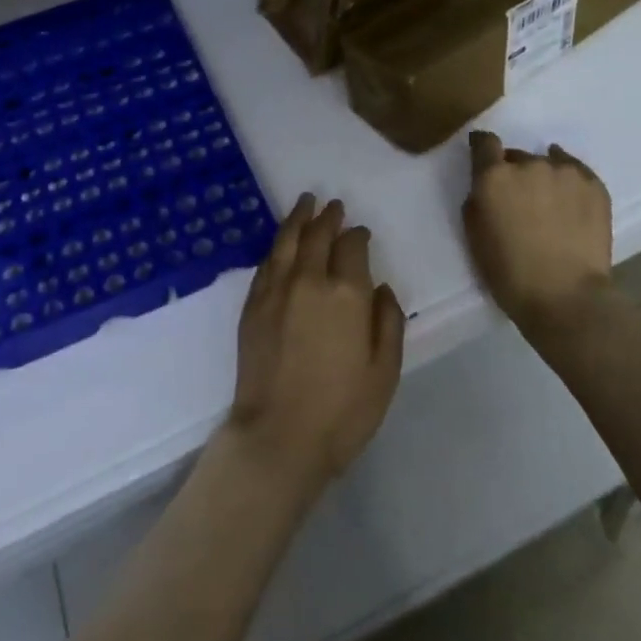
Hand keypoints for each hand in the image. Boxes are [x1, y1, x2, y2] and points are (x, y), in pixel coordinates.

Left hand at [227, 195, 405, 498]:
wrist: (279, 436)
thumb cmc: (342, 411)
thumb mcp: (385, 371)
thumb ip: (388, 321)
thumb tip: (379, 288)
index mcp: (346, 294)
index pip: (352, 246)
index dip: (358, 235)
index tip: (361, 232)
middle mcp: (309, 281)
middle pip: (317, 235)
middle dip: (327, 217)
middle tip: (333, 205)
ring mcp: (275, 290)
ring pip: (287, 241)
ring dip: (298, 219)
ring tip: (305, 204)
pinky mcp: (252, 306)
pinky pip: (267, 263)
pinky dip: (277, 246)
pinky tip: (282, 243)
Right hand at [463, 131, 613, 333]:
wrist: (566, 297)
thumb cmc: (510, 273)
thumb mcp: (475, 237)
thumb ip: (477, 201)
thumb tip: (487, 188)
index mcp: (494, 177)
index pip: (484, 142)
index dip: (483, 148)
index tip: (484, 158)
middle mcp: (528, 165)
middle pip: (517, 156)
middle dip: (515, 173)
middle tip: (520, 202)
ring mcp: (564, 172)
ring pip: (547, 163)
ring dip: (543, 178)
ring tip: (550, 206)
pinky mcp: (593, 184)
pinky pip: (575, 171)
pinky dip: (568, 180)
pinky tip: (569, 199)